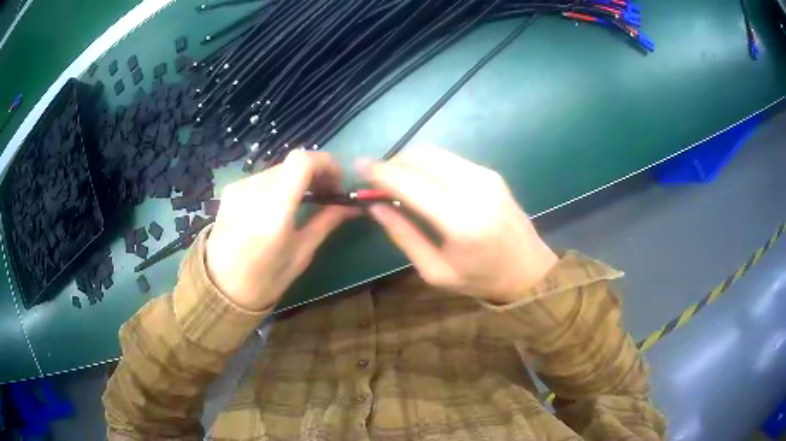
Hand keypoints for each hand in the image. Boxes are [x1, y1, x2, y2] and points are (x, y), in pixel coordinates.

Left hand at [206, 150, 356, 310]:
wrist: (220, 288)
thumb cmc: (265, 280)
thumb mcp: (301, 253)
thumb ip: (326, 221)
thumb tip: (352, 206)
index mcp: (274, 210)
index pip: (302, 161)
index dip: (326, 163)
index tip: (338, 182)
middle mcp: (253, 190)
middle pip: (292, 162)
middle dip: (315, 172)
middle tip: (327, 193)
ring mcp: (238, 188)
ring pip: (278, 168)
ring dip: (298, 178)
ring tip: (305, 199)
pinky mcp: (230, 190)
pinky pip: (263, 177)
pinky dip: (279, 184)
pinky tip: (281, 204)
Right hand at [359, 146, 557, 304]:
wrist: (529, 271)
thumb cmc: (480, 279)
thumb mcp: (435, 271)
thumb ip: (403, 235)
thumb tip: (374, 205)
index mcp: (459, 221)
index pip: (409, 183)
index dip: (379, 172)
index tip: (358, 167)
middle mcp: (474, 189)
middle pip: (421, 157)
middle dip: (393, 162)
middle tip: (377, 180)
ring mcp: (486, 176)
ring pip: (435, 153)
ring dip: (409, 161)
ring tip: (397, 181)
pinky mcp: (491, 173)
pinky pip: (450, 159)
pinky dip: (429, 165)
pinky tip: (424, 183)